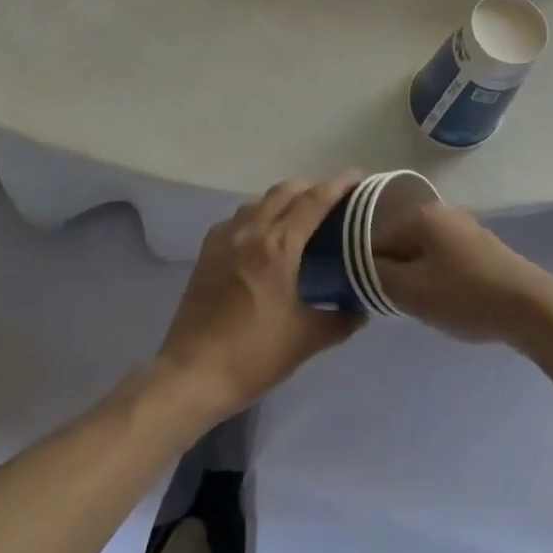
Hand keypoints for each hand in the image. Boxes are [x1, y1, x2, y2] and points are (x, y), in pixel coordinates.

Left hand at [153, 174, 364, 423]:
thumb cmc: (253, 355)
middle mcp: (251, 231)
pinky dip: (257, 216)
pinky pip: (237, 219)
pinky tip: (262, 238)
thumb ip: (340, 320)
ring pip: (259, 201)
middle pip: (285, 191)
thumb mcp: (305, 340)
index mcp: (279, 246)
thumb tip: (360, 310)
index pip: (314, 200)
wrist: (192, 374)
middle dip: (311, 188)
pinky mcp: (207, 251)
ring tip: (299, 218)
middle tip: (333, 200)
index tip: (357, 178)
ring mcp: (224, 238)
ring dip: (282, 200)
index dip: (338, 185)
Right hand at [371, 202, 552, 344]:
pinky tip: (446, 299)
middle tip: (398, 303)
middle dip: (394, 272)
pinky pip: (444, 257)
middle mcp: (440, 211)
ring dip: (416, 276)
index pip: (374, 238)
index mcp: (419, 215)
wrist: (528, 306)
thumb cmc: (464, 295)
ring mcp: (463, 226)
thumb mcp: (410, 291)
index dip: (366, 268)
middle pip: (399, 243)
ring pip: (422, 252)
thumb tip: (358, 265)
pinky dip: (437, 276)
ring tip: (422, 305)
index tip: (372, 296)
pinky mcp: (480, 245)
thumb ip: (376, 275)